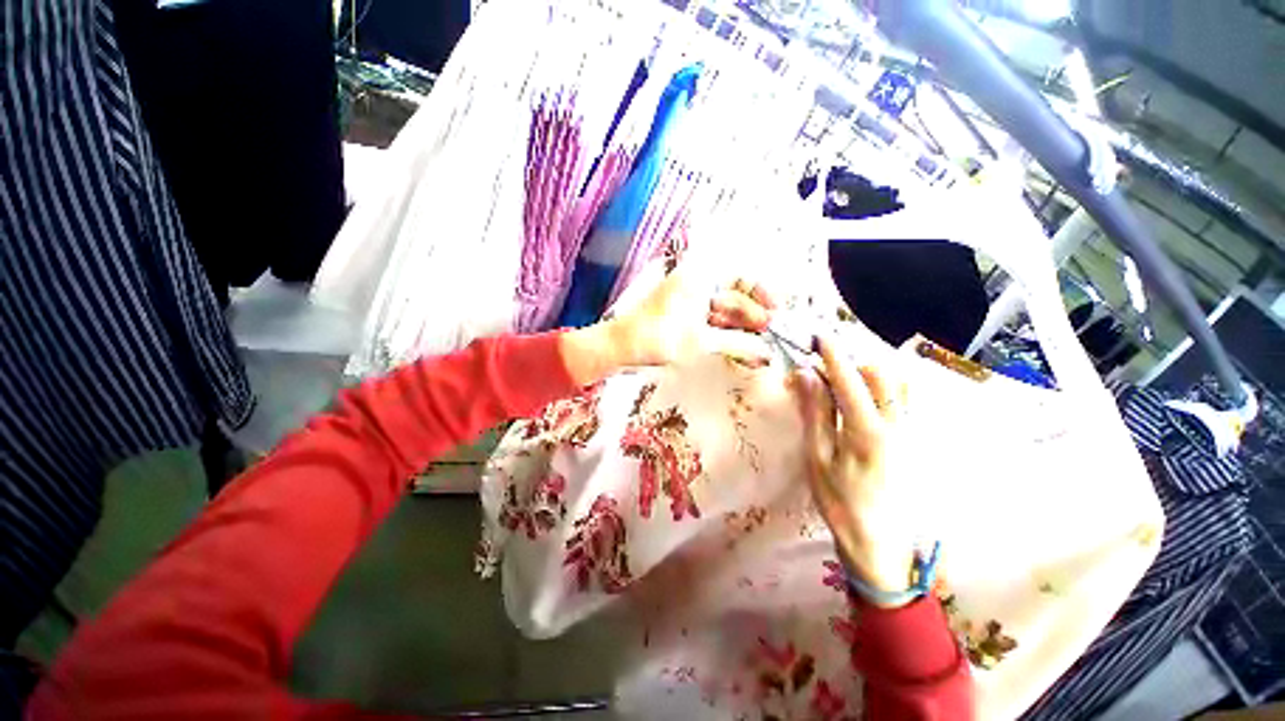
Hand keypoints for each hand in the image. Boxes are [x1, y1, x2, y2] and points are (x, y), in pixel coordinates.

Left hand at [611, 267, 776, 366]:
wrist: (621, 347)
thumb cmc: (658, 337)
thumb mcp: (701, 341)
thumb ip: (737, 343)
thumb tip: (767, 352)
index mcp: (701, 276)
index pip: (742, 276)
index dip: (762, 293)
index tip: (776, 313)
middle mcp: (697, 282)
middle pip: (735, 294)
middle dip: (753, 316)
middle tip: (769, 336)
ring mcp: (690, 300)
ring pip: (724, 310)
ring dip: (740, 327)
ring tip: (757, 347)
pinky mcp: (684, 315)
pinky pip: (711, 320)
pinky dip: (725, 333)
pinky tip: (738, 348)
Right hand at [790, 338, 916, 605]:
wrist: (880, 543)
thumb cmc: (840, 503)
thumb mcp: (817, 458)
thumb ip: (815, 413)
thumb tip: (806, 375)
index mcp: (868, 431)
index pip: (850, 381)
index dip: (833, 355)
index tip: (819, 336)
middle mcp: (897, 425)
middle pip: (882, 374)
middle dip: (852, 363)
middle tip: (825, 369)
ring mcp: (910, 432)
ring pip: (896, 385)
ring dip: (868, 374)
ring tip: (842, 383)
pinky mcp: (914, 440)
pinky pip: (902, 400)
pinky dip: (881, 389)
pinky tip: (861, 401)